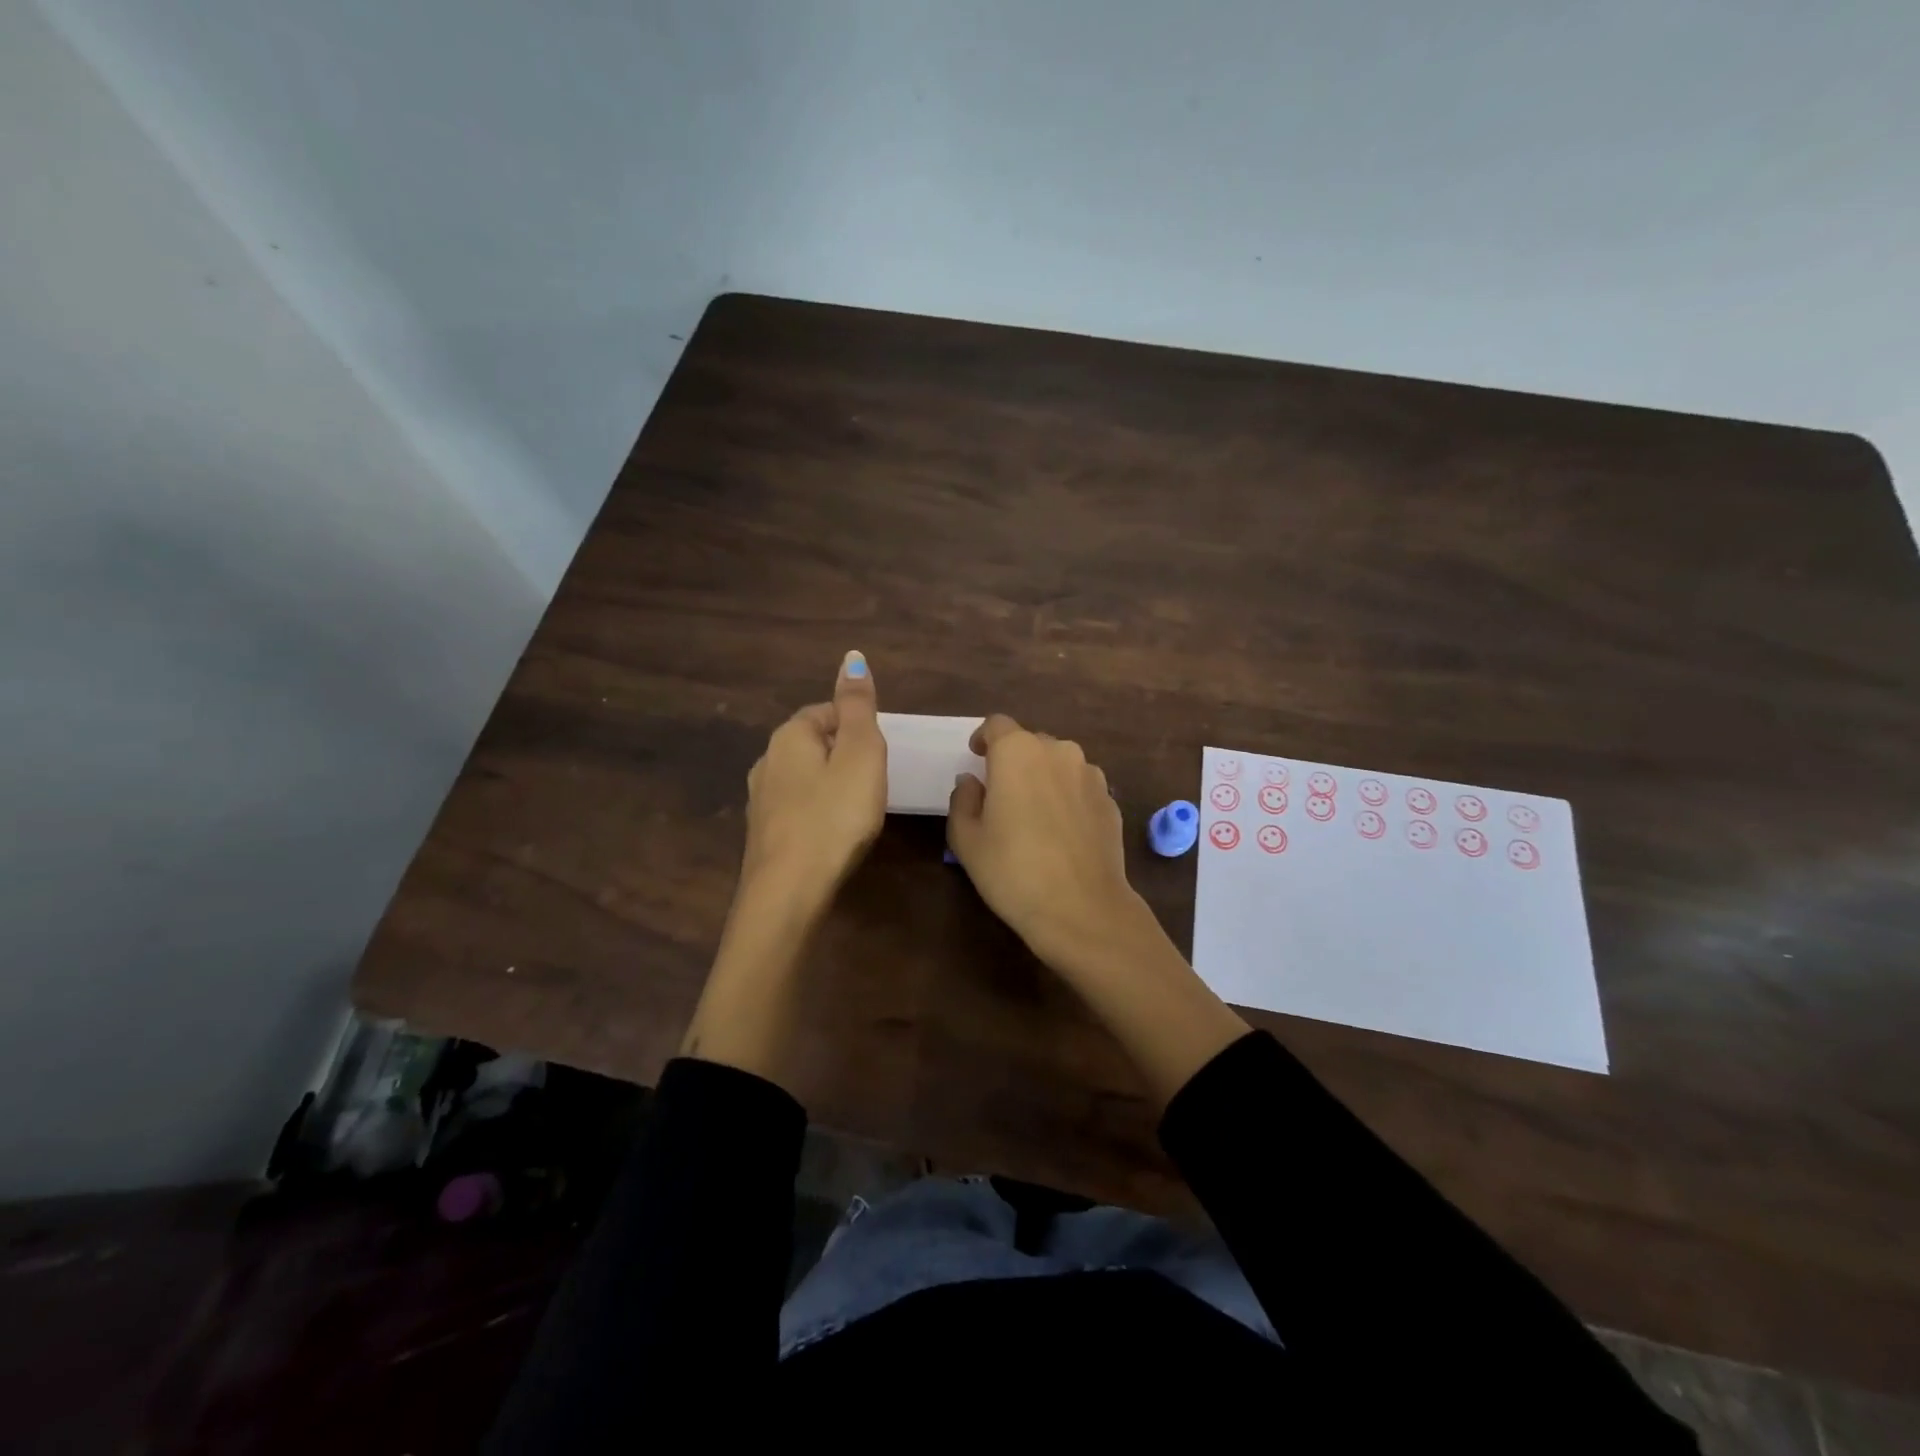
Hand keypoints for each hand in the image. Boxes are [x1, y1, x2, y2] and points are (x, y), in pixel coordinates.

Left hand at [738, 649, 886, 913]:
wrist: (788, 891)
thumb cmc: (834, 816)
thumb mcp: (860, 754)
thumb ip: (858, 707)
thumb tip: (852, 656)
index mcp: (789, 736)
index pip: (825, 712)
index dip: (856, 725)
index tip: (879, 751)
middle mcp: (767, 761)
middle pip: (813, 743)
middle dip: (843, 754)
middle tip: (875, 778)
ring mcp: (761, 800)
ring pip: (803, 777)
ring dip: (830, 783)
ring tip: (859, 805)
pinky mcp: (764, 834)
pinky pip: (797, 807)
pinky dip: (818, 810)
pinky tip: (834, 831)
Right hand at [945, 714, 1142, 978]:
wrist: (1082, 908)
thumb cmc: (1013, 870)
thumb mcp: (966, 839)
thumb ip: (963, 800)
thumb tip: (972, 782)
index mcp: (1018, 752)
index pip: (997, 725)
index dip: (984, 738)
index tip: (976, 757)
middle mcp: (1059, 752)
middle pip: (1030, 743)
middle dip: (1014, 761)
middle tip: (1001, 794)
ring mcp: (1091, 776)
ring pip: (1059, 764)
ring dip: (1044, 778)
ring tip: (1034, 814)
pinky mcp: (1111, 802)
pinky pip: (1081, 788)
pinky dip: (1067, 799)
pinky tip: (1061, 833)